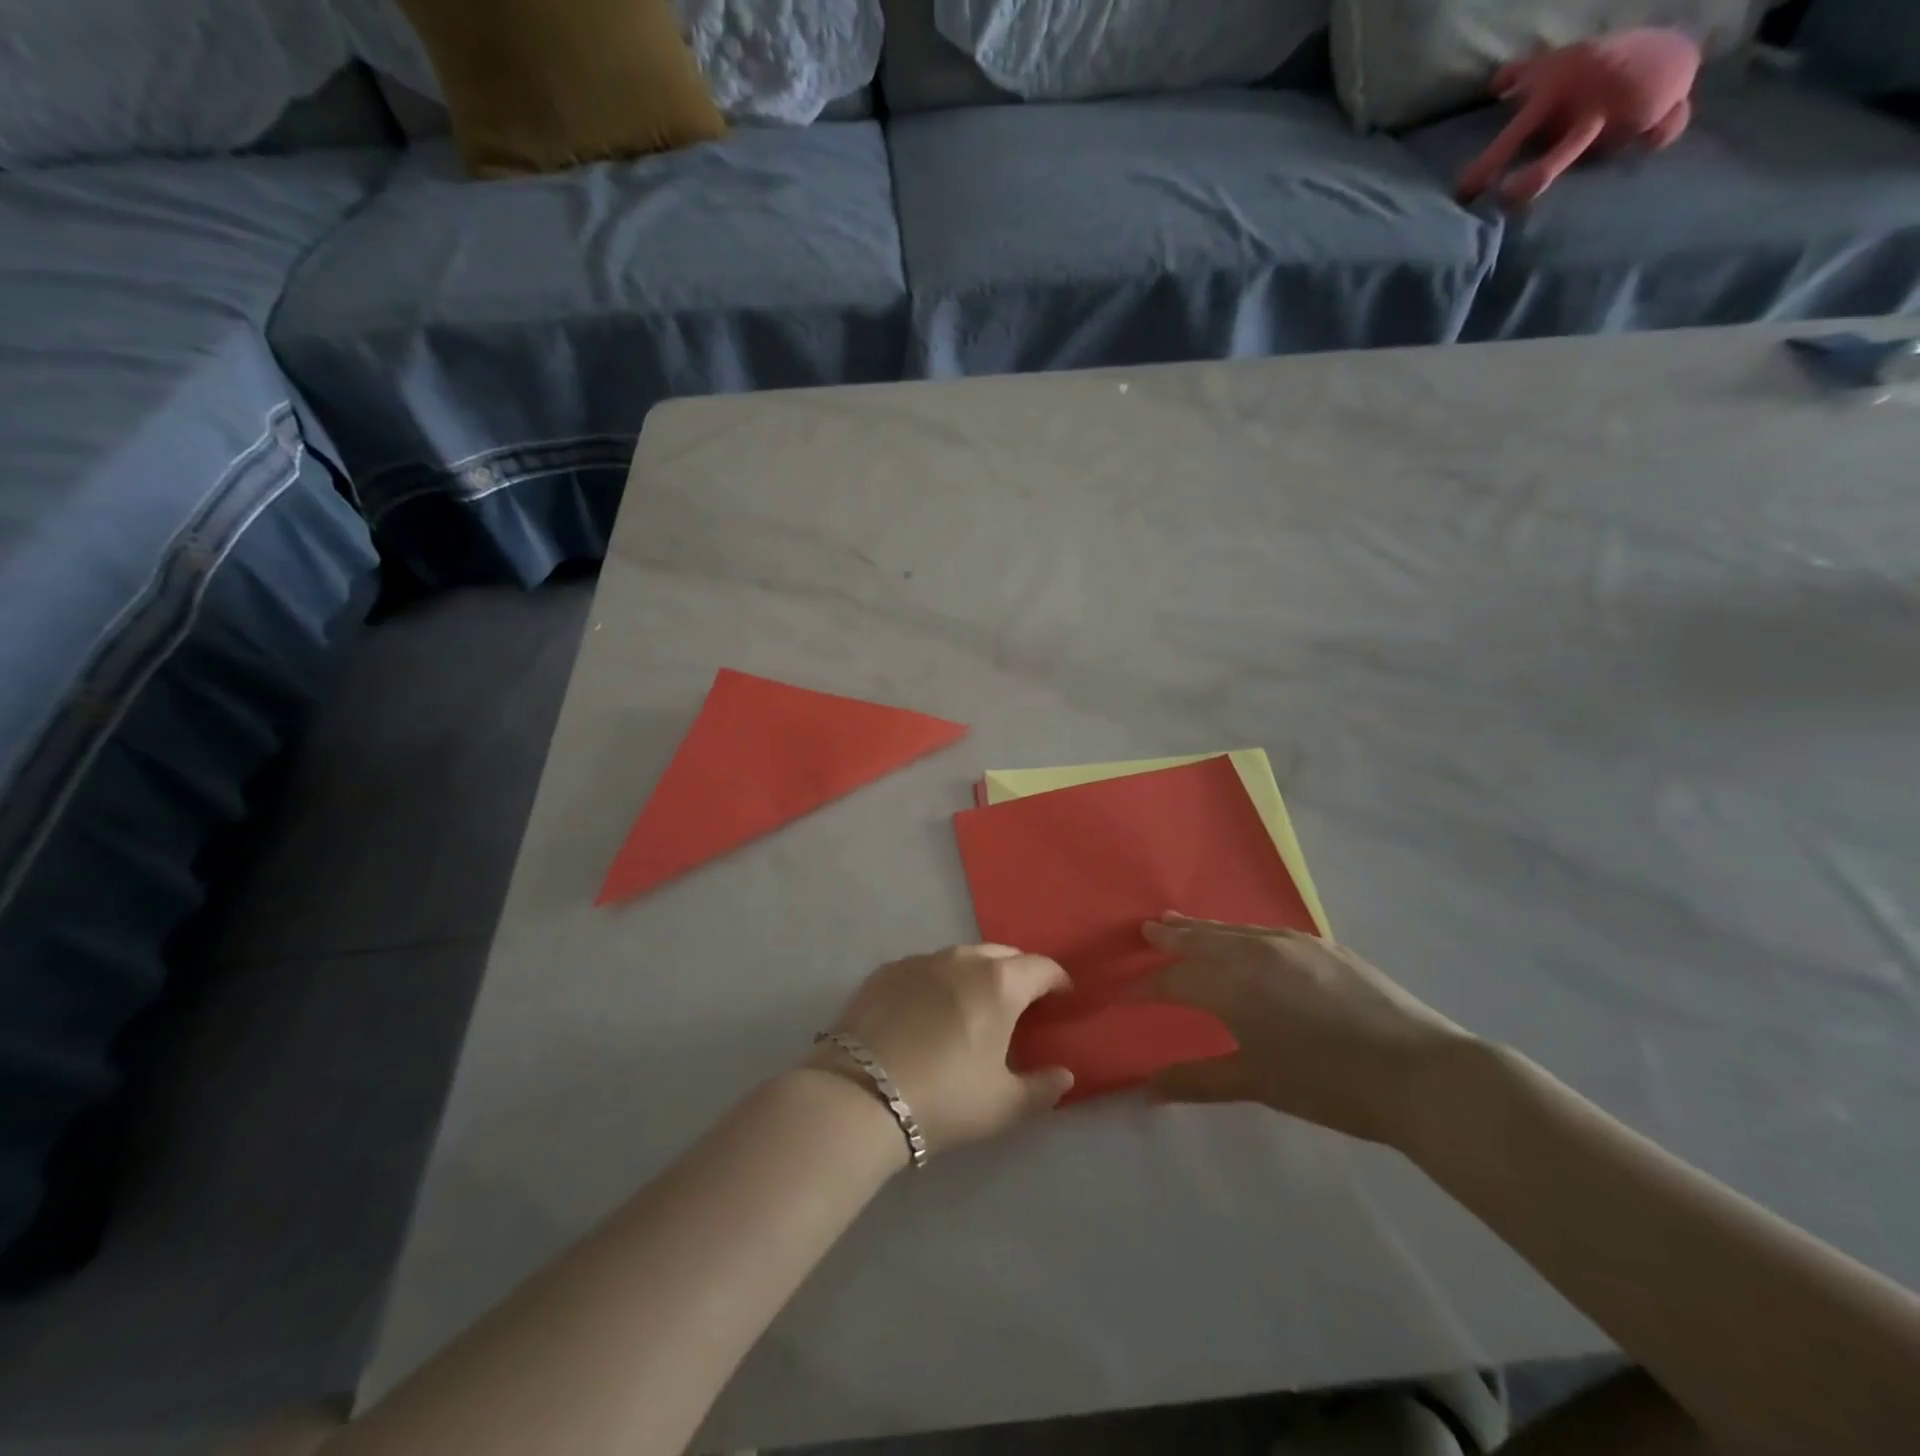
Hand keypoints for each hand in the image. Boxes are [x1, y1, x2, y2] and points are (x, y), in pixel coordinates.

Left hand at [814, 945, 1073, 1155]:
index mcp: (999, 983)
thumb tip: (1065, 1076)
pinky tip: (928, 1010)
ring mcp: (920, 960)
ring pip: (961, 958)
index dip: (1058, 981)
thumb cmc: (944, 1098)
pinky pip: (925, 968)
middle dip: (1018, 973)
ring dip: (976, 974)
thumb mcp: (1003, 1105)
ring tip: (974, 1005)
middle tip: (1021, 1003)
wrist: (859, 1093)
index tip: (1063, 997)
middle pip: (1002, 955)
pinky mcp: (886, 970)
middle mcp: (962, 959)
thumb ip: (1042, 1089)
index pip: (1042, 968)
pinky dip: (938, 981)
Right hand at [1132, 915, 1471, 1145]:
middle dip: (1169, 937)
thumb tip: (1147, 1090)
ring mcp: (1291, 942)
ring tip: (1182, 923)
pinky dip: (1240, 932)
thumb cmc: (1329, 1084)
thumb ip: (1198, 1081)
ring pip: (1233, 928)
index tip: (1122, 994)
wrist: (1420, 1072)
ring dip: (1203, 929)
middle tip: (1145, 930)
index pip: (1173, 981)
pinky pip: (1265, 930)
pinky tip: (1244, 939)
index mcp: (1232, 984)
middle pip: (1199, 938)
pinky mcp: (1322, 944)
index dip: (1144, 988)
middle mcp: (1254, 950)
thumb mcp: (1258, 1084)